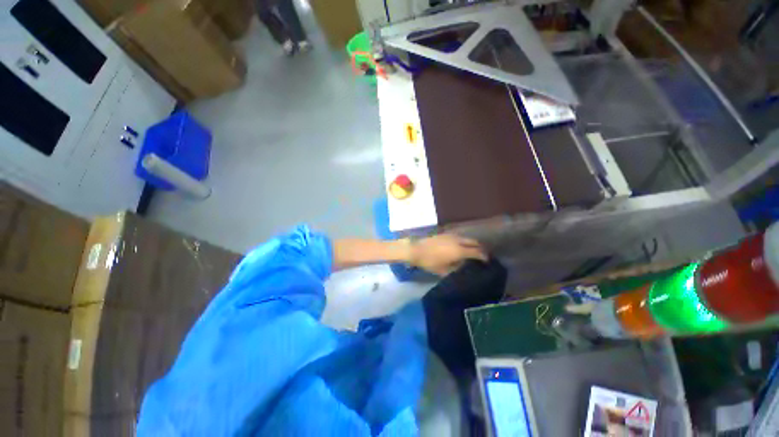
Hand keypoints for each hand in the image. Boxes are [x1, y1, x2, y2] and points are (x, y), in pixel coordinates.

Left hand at [408, 234, 487, 275]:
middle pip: (474, 242)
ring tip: (472, 251)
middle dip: (480, 248)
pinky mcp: (446, 233)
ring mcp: (452, 235)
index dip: (484, 257)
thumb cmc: (430, 262)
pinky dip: (464, 241)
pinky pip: (460, 236)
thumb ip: (456, 268)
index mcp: (459, 251)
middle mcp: (458, 241)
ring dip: (472, 244)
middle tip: (481, 256)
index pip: (477, 252)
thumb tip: (463, 265)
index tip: (487, 261)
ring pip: (467, 238)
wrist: (416, 249)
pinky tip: (460, 246)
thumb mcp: (444, 270)